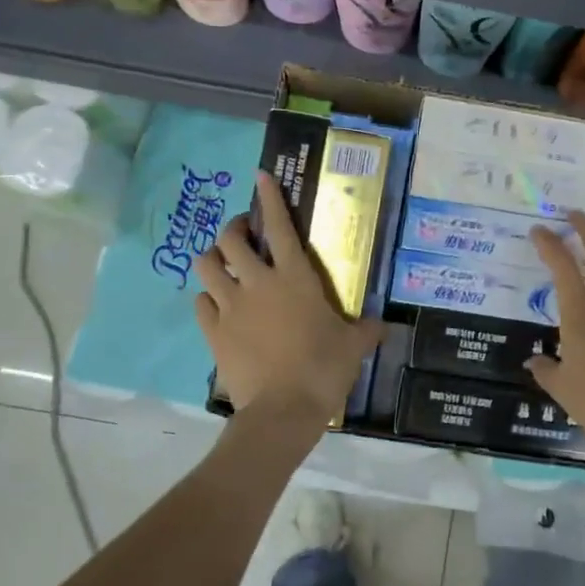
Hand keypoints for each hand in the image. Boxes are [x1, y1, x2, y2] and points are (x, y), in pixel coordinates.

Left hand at [196, 171, 384, 438]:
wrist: (283, 410)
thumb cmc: (323, 368)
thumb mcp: (353, 346)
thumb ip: (366, 329)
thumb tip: (384, 326)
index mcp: (294, 277)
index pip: (280, 226)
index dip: (270, 197)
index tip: (261, 176)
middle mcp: (258, 282)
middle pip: (230, 239)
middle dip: (234, 228)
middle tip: (243, 232)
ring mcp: (230, 306)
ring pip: (206, 266)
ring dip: (213, 258)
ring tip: (222, 263)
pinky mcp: (213, 331)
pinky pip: (200, 302)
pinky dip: (206, 297)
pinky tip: (216, 303)